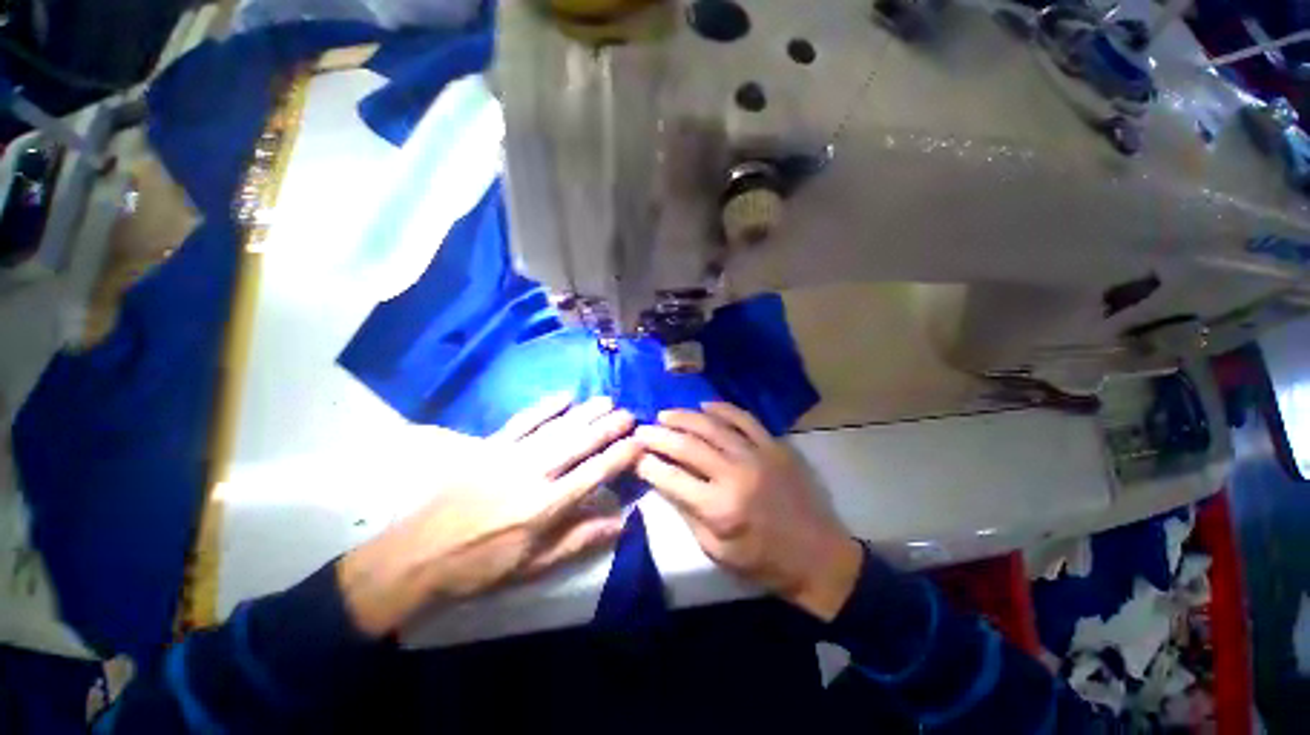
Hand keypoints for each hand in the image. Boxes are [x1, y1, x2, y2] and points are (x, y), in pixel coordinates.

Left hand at [339, 395, 639, 636]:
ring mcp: (509, 455)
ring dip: (585, 411)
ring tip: (607, 400)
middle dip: (609, 426)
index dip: (620, 456)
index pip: (594, 474)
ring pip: (557, 427)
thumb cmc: (481, 566)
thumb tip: (621, 521)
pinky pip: (523, 419)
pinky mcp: (490, 446)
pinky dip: (546, 406)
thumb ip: (579, 538)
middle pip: (579, 443)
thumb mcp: (534, 564)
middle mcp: (532, 474)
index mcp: (545, 507)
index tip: (639, 442)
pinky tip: (565, 396)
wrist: (418, 555)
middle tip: (629, 414)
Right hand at [634, 402, 862, 620]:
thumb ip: (687, 511)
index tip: (634, 454)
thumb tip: (662, 480)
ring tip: (665, 414)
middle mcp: (735, 475)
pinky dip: (722, 409)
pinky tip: (704, 405)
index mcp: (719, 508)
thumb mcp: (716, 550)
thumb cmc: (762, 562)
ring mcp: (758, 455)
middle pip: (687, 445)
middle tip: (641, 429)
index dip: (647, 463)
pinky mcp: (775, 446)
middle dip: (658, 435)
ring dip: (684, 416)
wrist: (818, 556)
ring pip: (712, 425)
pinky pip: (744, 418)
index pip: (671, 477)